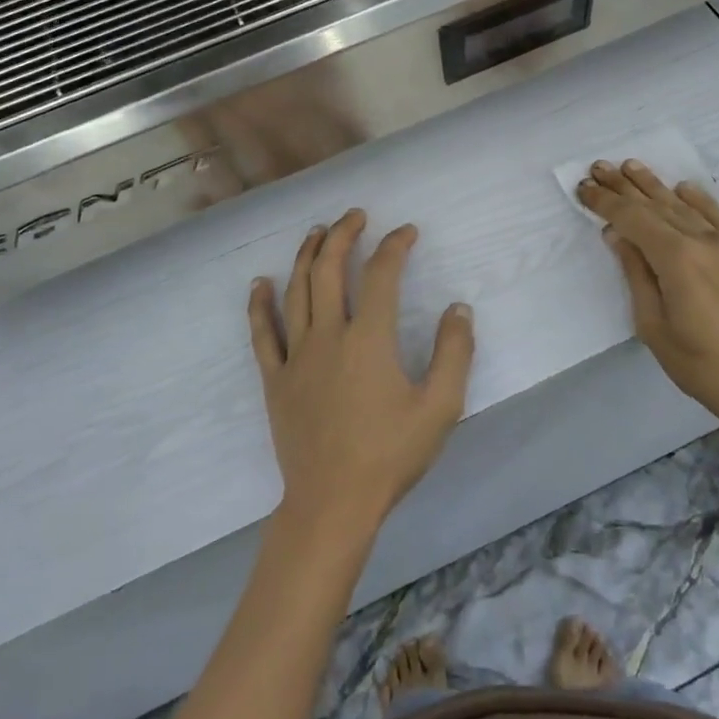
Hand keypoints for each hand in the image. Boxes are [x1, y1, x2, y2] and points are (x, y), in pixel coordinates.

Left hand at [248, 209, 474, 536]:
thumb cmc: (390, 455)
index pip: (381, 275)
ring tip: (317, 232)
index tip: (407, 232)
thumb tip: (458, 308)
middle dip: (343, 235)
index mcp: (369, 339)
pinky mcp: (275, 379)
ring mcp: (296, 356)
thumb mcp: (440, 407)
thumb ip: (454, 353)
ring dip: (306, 255)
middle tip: (355, 216)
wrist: (333, 503)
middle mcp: (328, 335)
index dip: (394, 246)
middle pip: (329, 269)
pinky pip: (262, 333)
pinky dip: (260, 304)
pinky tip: (259, 283)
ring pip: (295, 291)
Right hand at [576, 161, 718, 465]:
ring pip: (683, 206)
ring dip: (654, 185)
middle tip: (598, 167)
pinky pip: (717, 216)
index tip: (583, 189)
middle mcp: (702, 241)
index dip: (605, 203)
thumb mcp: (654, 327)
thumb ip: (636, 275)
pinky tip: (682, 188)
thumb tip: (618, 235)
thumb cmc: (704, 366)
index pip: (633, 219)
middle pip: (656, 205)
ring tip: (630, 166)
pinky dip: (697, 199)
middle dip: (624, 186)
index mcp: (676, 259)